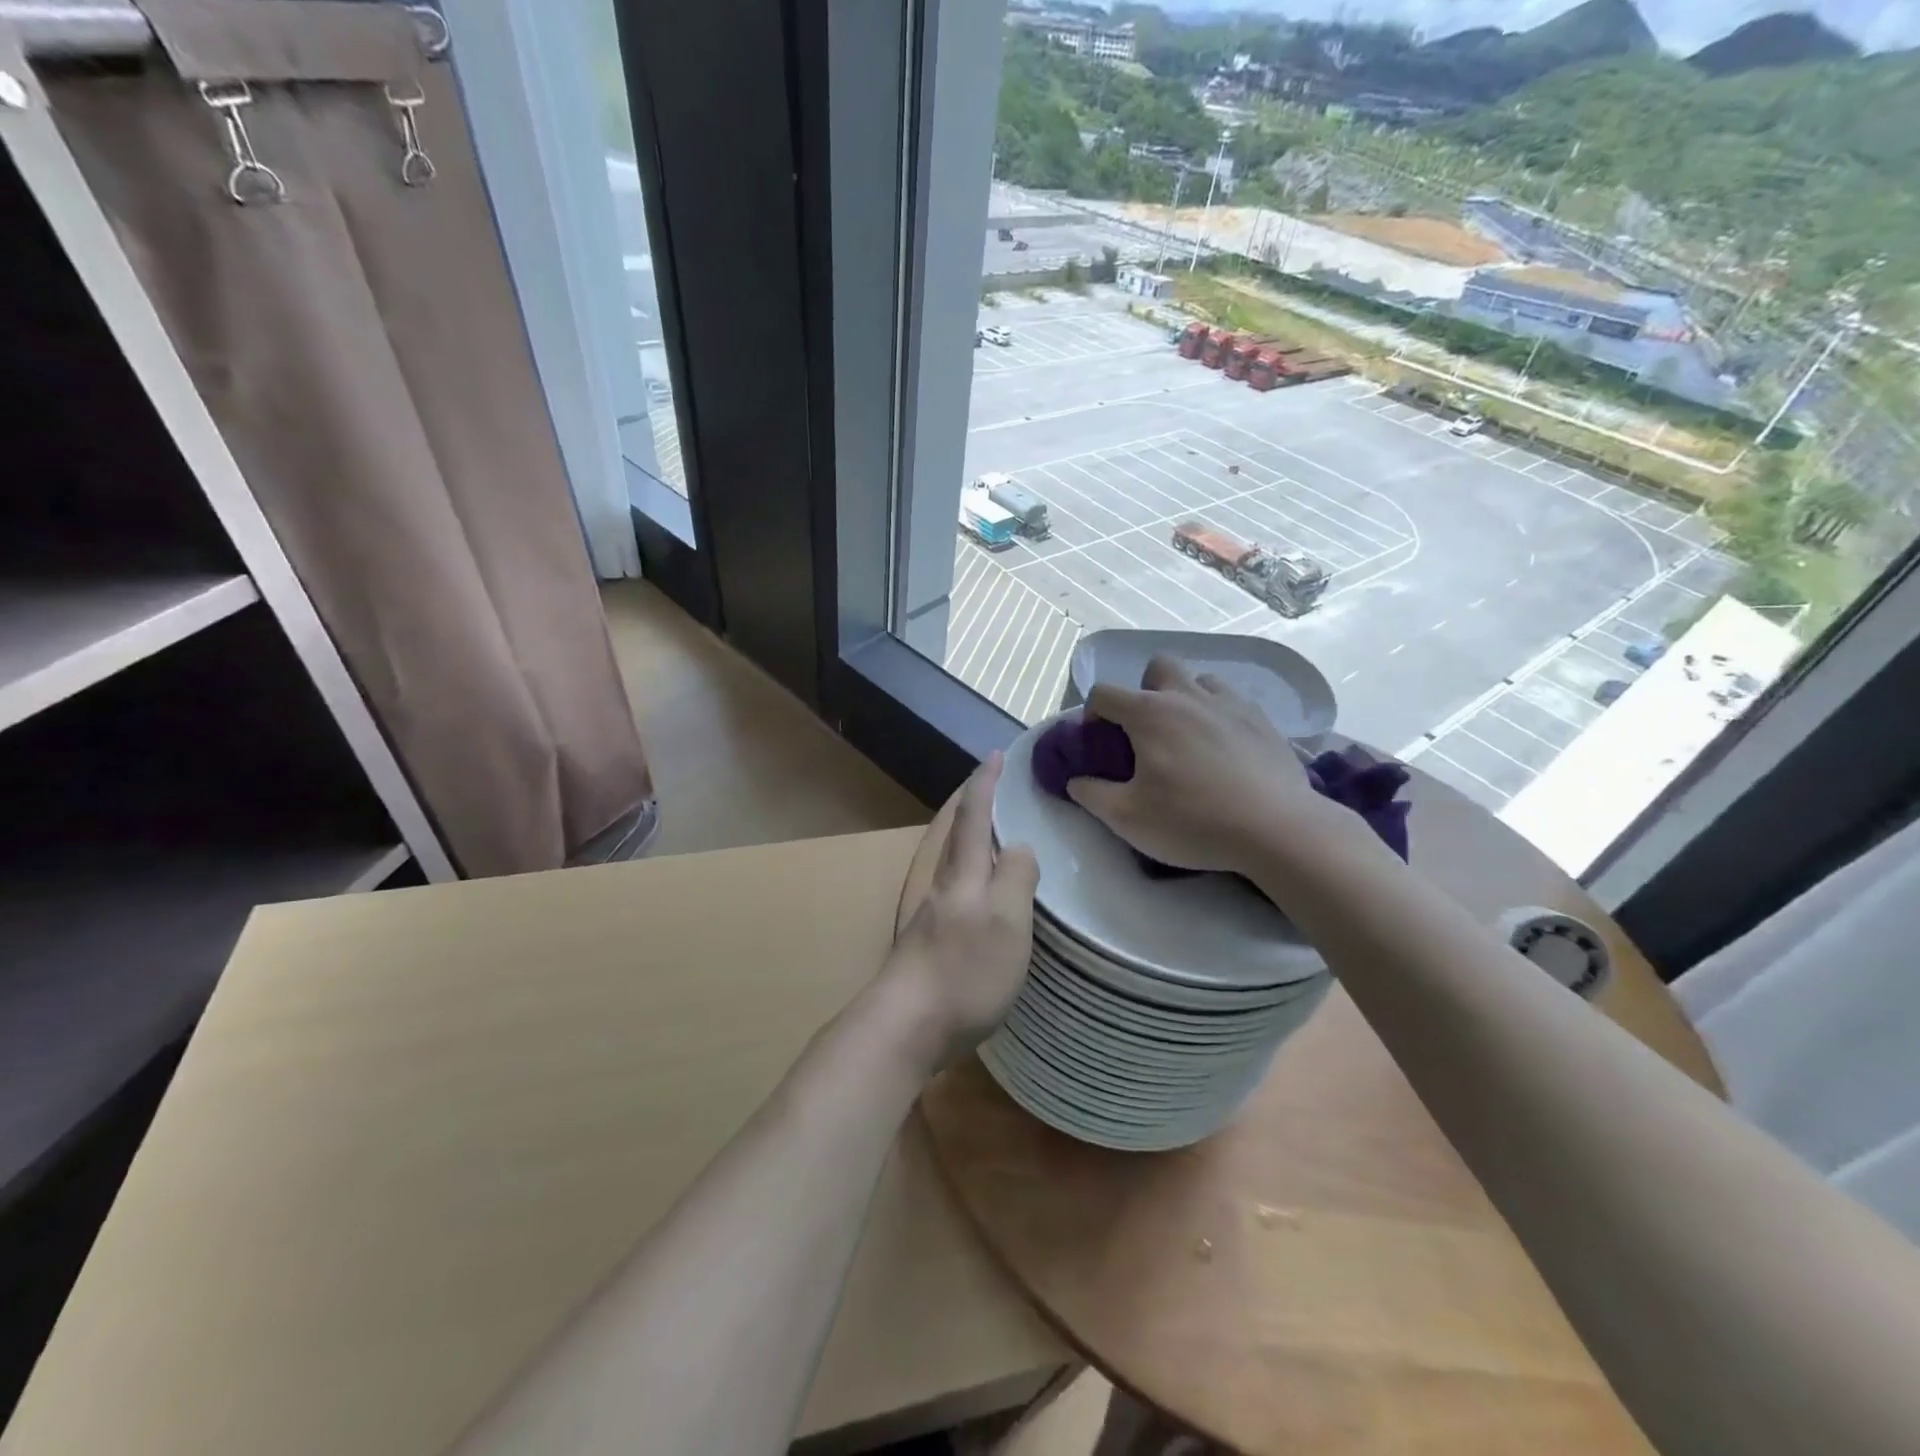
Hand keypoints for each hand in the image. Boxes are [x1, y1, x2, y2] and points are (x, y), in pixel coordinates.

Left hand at [882, 754, 1039, 1075]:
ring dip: (970, 837)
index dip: (985, 783)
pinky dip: (969, 872)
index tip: (995, 755)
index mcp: (963, 874)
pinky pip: (953, 888)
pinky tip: (979, 891)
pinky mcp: (928, 942)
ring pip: (951, 860)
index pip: (975, 816)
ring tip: (993, 832)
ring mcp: (931, 914)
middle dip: (972, 804)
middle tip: (992, 785)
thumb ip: (1017, 878)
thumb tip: (1020, 846)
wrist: (906, 1025)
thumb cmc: (964, 970)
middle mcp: (942, 886)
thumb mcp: (1007, 921)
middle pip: (956, 833)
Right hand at [1067, 656, 1326, 874]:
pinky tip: (1225, 751)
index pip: (1105, 693)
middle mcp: (1188, 696)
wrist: (1277, 829)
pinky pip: (1234, 703)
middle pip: (1159, 667)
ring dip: (1187, 698)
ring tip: (1189, 737)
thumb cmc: (1193, 820)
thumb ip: (1092, 794)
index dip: (1093, 713)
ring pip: (1201, 680)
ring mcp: (1231, 704)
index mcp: (1150, 714)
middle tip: (1148, 731)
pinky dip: (1221, 717)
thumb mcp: (1127, 817)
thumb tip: (1076, 780)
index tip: (1099, 742)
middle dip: (1146, 689)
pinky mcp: (1264, 721)